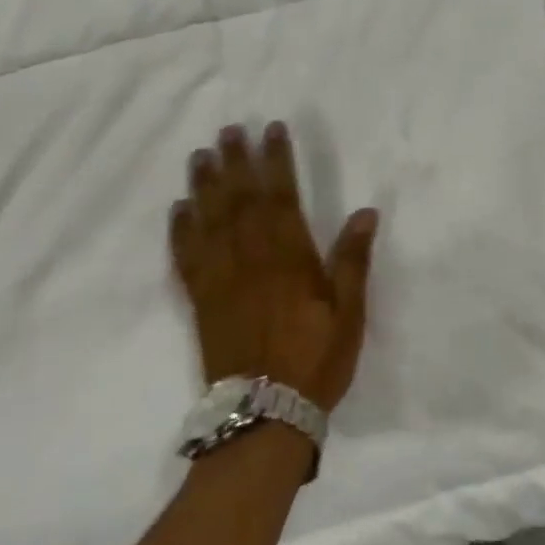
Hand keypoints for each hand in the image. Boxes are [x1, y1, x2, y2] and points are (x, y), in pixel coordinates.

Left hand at [169, 122, 379, 411]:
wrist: (265, 415)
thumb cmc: (316, 360)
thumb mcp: (349, 313)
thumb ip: (352, 260)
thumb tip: (365, 212)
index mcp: (290, 258)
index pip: (282, 197)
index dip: (277, 160)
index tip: (272, 130)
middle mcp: (251, 259)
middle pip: (240, 200)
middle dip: (236, 161)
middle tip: (229, 130)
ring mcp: (220, 279)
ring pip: (209, 221)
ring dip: (204, 185)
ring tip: (201, 155)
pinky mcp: (200, 301)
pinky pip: (185, 257)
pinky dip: (180, 230)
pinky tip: (178, 209)